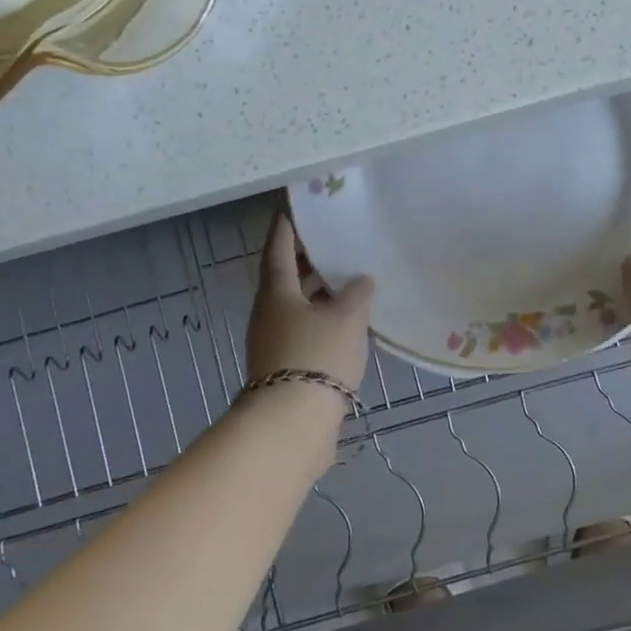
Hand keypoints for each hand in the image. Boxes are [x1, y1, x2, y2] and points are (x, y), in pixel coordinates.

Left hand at [246, 213, 374, 394]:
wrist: (292, 425)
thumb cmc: (317, 356)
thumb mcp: (346, 317)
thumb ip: (356, 293)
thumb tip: (360, 280)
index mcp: (277, 291)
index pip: (279, 247)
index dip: (288, 225)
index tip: (295, 205)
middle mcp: (270, 312)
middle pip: (286, 276)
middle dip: (308, 258)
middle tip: (333, 239)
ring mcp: (274, 342)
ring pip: (297, 305)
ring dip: (318, 291)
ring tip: (348, 278)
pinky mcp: (286, 367)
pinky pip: (305, 329)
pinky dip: (323, 318)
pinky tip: (348, 321)